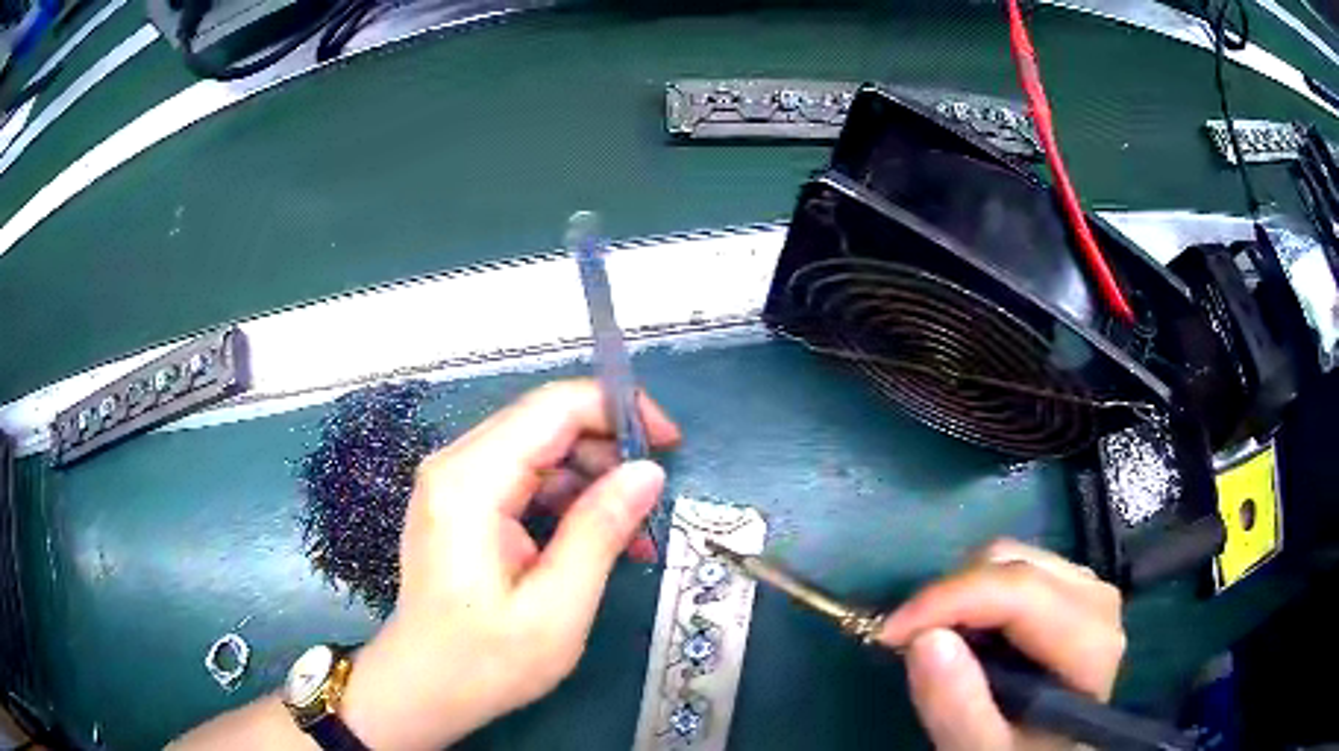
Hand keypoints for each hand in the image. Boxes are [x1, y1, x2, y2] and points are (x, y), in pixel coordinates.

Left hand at [340, 379, 680, 749]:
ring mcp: (456, 483)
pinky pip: (525, 480)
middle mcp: (456, 465)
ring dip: (594, 481)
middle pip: (546, 423)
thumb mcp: (556, 608)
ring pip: (541, 451)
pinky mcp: (463, 504)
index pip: (553, 407)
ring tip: (636, 533)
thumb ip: (599, 531)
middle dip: (610, 451)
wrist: (422, 689)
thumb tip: (648, 472)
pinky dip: (568, 501)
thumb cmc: (485, 662)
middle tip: (654, 500)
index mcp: (471, 482)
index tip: (670, 442)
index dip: (619, 410)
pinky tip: (601, 540)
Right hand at [877, 539, 1125, 750]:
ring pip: (1009, 557)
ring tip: (939, 644)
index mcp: (1091, 640)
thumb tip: (924, 638)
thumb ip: (959, 709)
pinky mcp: (1068, 588)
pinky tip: (967, 635)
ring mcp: (1085, 587)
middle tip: (908, 645)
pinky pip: (1012, 567)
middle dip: (950, 598)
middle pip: (1012, 564)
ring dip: (960, 596)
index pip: (1019, 591)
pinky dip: (974, 594)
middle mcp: (1096, 597)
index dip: (948, 601)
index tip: (888, 634)